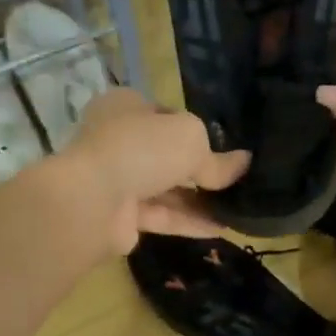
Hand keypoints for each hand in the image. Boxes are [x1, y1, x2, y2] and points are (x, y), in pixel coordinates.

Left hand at [60, 89, 250, 254]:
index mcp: (126, 107)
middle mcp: (118, 140)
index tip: (224, 146)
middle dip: (199, 169)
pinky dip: (189, 221)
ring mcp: (116, 180)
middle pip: (166, 154)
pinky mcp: (120, 216)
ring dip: (199, 199)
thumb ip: (217, 158)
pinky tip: (222, 227)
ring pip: (165, 188)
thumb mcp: (190, 140)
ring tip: (238, 208)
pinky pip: (161, 216)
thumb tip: (244, 164)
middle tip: (236, 180)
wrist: (91, 201)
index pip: (166, 115)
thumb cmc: (141, 149)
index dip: (196, 130)